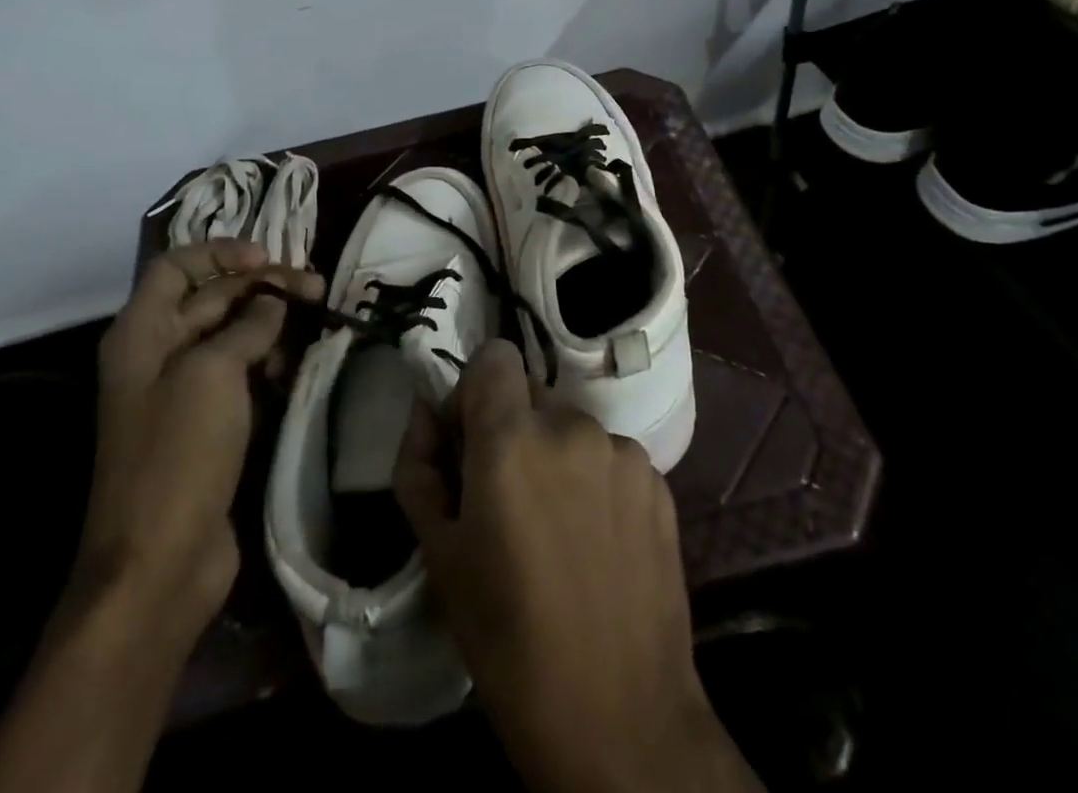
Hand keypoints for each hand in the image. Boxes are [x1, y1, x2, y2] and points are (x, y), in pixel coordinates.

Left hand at [76, 240, 322, 641]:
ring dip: (271, 323)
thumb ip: (247, 325)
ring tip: (317, 320)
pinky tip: (298, 363)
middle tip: (317, 287)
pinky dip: (269, 361)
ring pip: (232, 337)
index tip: (268, 259)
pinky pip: (241, 375)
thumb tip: (273, 301)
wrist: (159, 564)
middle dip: (262, 287)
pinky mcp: (207, 426)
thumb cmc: (178, 455)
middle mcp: (157, 355)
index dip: (220, 253)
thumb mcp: (213, 373)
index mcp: (141, 334)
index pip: (176, 267)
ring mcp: (183, 394)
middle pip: (211, 299)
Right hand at [394, 342, 759, 792]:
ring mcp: (622, 451)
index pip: (494, 356)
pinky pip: (609, 457)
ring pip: (570, 428)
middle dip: (510, 429)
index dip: (474, 391)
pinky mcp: (657, 481)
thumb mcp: (440, 556)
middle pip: (530, 394)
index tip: (468, 444)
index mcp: (512, 439)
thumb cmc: (509, 642)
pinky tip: (594, 543)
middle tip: (505, 500)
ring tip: (554, 531)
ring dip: (554, 457)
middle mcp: (572, 426)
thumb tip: (424, 413)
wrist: (622, 722)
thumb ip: (419, 467)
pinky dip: (593, 480)